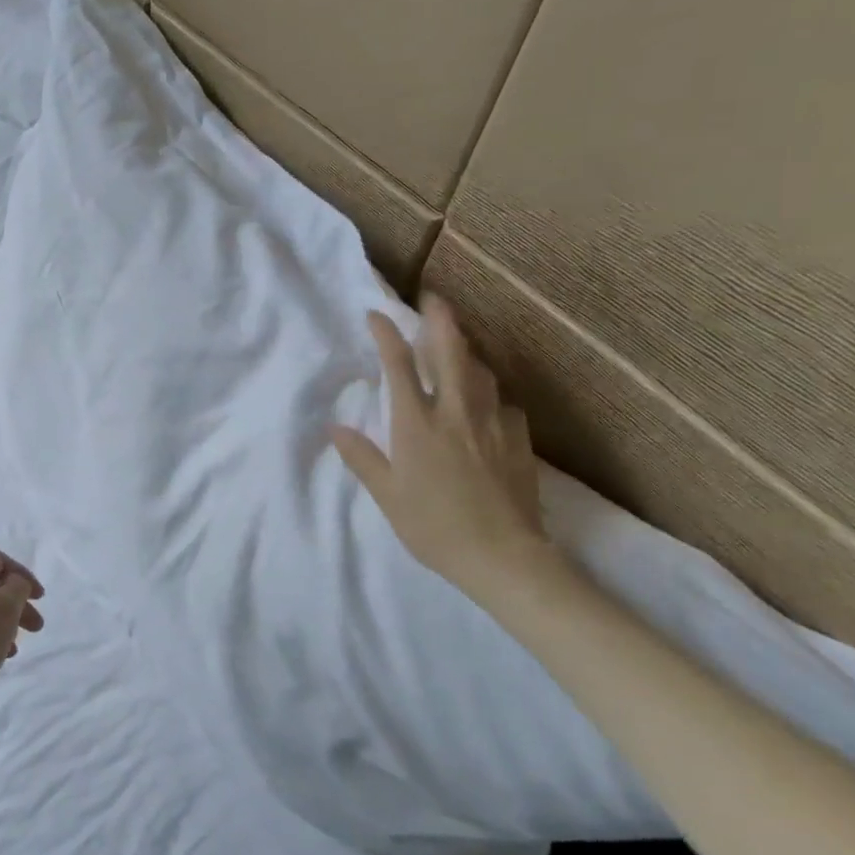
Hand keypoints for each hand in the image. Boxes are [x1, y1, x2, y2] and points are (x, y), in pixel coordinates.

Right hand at [331, 295, 548, 589]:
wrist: (503, 556)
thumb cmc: (434, 527)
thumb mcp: (388, 497)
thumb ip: (363, 458)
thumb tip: (336, 428)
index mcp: (417, 424)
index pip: (400, 366)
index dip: (387, 334)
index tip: (376, 314)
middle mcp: (455, 413)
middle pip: (450, 352)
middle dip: (440, 320)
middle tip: (433, 298)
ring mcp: (492, 424)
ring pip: (481, 372)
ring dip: (467, 351)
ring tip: (459, 344)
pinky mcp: (518, 440)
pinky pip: (503, 404)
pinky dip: (491, 394)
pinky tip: (488, 403)